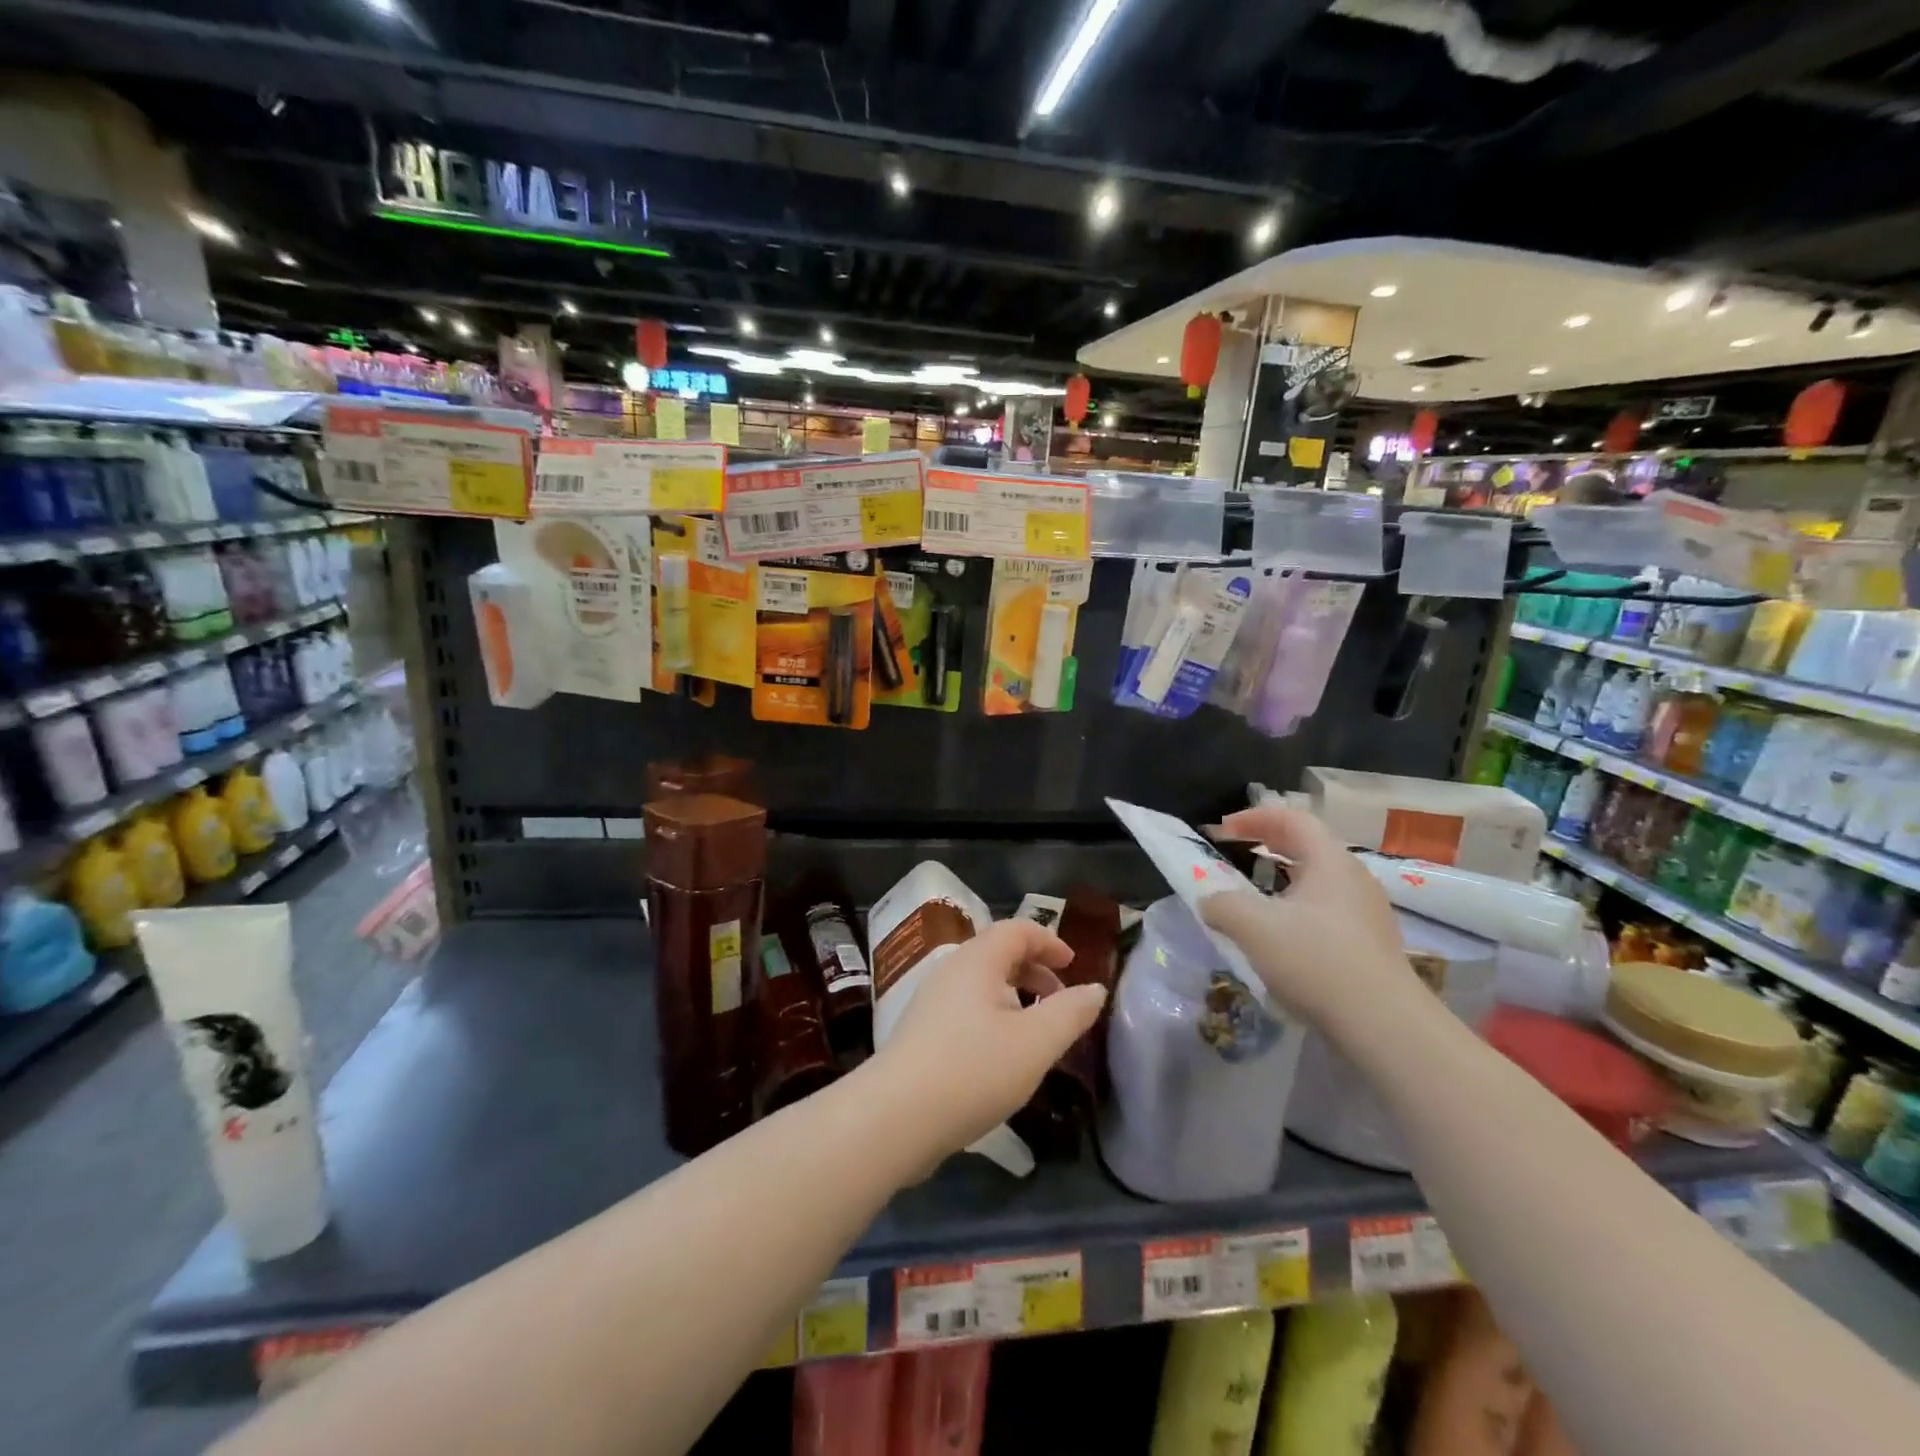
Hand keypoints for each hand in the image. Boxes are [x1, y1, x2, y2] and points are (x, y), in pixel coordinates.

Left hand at [868, 919, 1106, 1163]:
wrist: (895, 1117)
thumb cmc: (973, 1070)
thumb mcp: (1035, 1043)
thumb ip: (1070, 1013)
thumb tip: (1095, 989)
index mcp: (977, 961)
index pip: (1016, 930)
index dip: (1048, 940)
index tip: (1073, 963)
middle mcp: (951, 971)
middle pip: (997, 953)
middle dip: (1034, 969)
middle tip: (1060, 999)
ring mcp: (931, 1001)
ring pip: (981, 983)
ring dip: (1014, 995)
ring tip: (1036, 1030)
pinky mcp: (921, 1032)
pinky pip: (966, 1007)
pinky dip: (993, 1015)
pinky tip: (1002, 1055)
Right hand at [1200, 805, 1421, 1029]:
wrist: (1384, 1024)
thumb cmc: (1316, 960)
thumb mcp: (1253, 927)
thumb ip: (1222, 904)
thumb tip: (1210, 900)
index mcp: (1330, 861)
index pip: (1292, 818)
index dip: (1253, 818)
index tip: (1222, 830)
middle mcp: (1354, 877)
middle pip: (1308, 844)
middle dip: (1268, 843)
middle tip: (1236, 851)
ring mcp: (1367, 910)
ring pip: (1319, 878)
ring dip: (1283, 876)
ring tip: (1255, 893)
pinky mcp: (1371, 942)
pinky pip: (1328, 907)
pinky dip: (1298, 904)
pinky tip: (1283, 933)